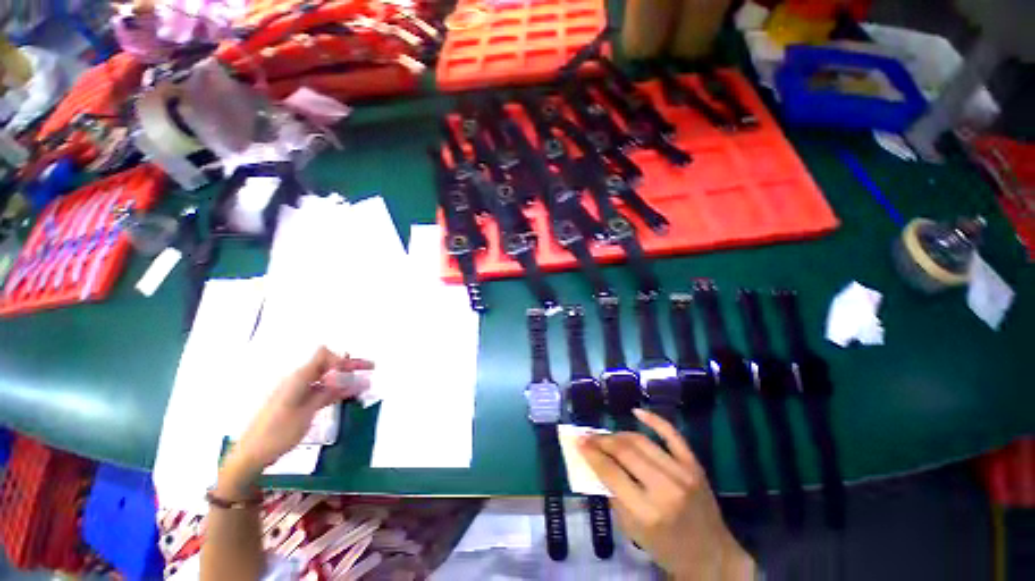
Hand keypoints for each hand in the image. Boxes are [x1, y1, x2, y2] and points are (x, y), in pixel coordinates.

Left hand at [218, 347, 373, 495]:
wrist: (251, 455)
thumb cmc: (277, 433)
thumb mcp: (306, 413)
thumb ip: (327, 393)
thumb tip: (347, 378)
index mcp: (298, 378)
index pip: (323, 355)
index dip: (339, 359)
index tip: (353, 371)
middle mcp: (299, 380)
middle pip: (328, 365)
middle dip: (349, 365)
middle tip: (371, 368)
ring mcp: (299, 392)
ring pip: (327, 378)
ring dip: (345, 379)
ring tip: (366, 383)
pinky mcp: (299, 403)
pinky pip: (322, 391)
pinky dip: (336, 391)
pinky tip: (350, 394)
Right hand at [579, 409, 754, 579]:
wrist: (712, 556)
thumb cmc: (667, 548)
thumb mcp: (632, 530)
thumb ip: (613, 494)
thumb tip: (596, 462)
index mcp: (647, 512)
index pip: (611, 472)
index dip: (591, 453)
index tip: (578, 441)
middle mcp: (665, 488)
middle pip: (624, 451)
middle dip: (601, 440)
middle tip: (587, 435)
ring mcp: (682, 473)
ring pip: (642, 441)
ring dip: (618, 434)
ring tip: (605, 435)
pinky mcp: (694, 465)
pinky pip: (672, 435)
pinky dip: (653, 420)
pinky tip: (636, 412)